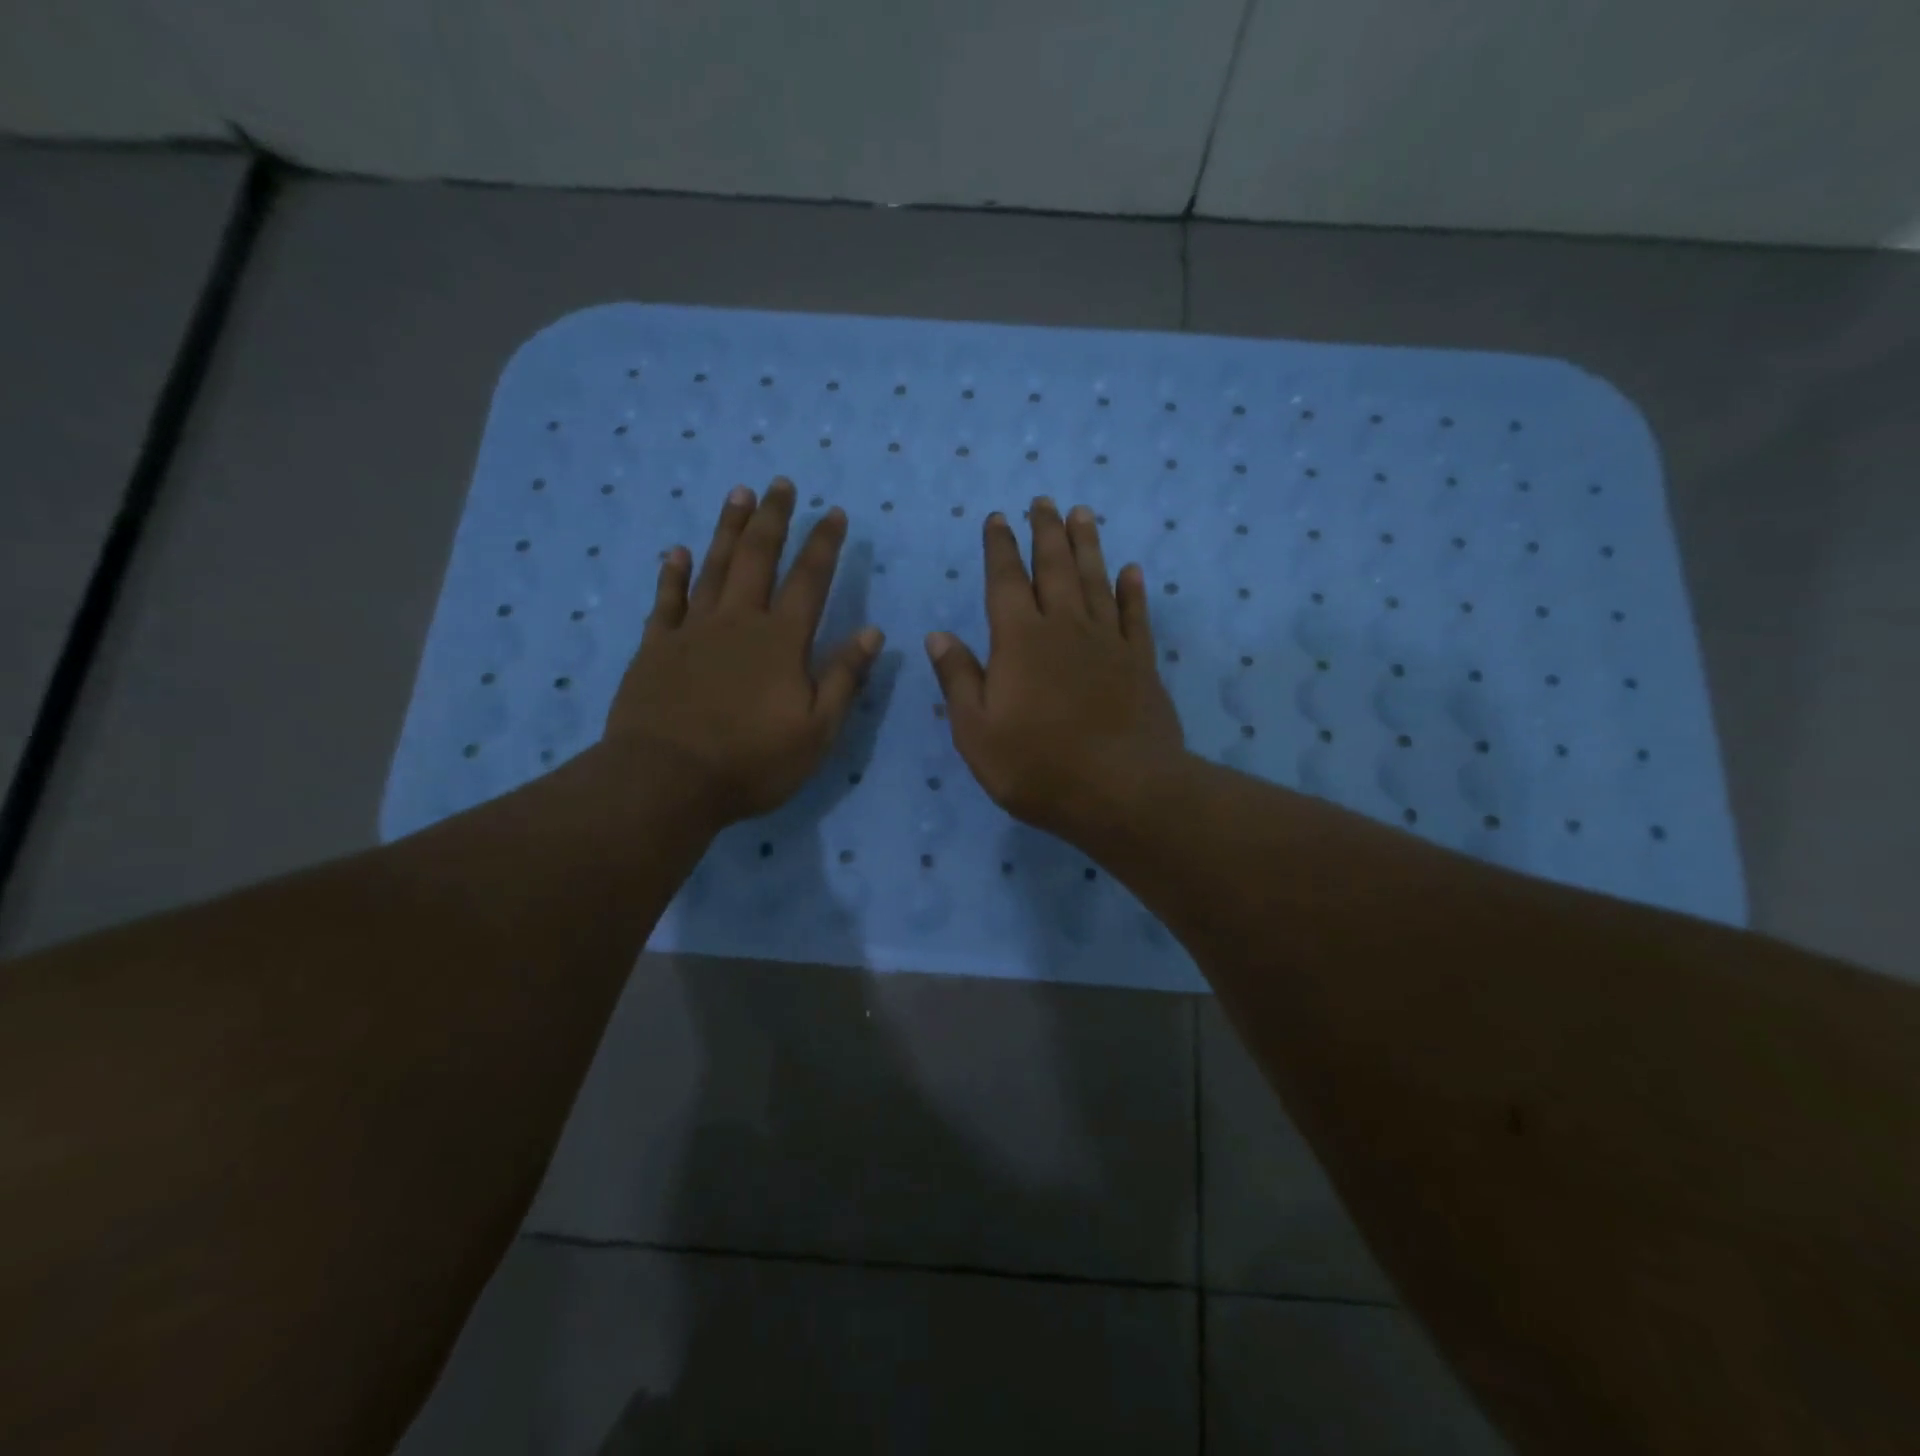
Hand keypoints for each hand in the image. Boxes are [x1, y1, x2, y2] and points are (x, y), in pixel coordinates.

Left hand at [606, 478, 882, 827]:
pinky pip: (665, 600)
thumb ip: (843, 678)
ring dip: (727, 529)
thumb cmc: (751, 761)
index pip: (810, 580)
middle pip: (758, 558)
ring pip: (713, 567)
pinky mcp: (655, 648)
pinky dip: (672, 573)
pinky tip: (676, 551)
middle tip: (781, 484)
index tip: (833, 512)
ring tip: (738, 494)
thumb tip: (872, 632)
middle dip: (773, 519)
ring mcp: (692, 631)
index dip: (824, 544)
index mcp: (781, 641)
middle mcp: (738, 621)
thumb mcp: (816, 731)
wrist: (666, 781)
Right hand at [926, 497, 1185, 843]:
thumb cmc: (1038, 767)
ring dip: (1087, 545)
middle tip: (1043, 501)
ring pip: (1096, 580)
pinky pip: (1136, 615)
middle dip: (1045, 532)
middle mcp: (1065, 628)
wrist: (1122, 792)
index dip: (999, 548)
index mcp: (1019, 641)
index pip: (1005, 582)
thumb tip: (938, 636)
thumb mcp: (977, 733)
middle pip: (1054, 567)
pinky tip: (1131, 570)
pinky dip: (1132, 590)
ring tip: (1082, 514)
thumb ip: (958, 680)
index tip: (998, 518)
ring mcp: (1107, 642)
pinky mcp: (1141, 662)